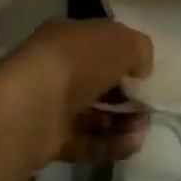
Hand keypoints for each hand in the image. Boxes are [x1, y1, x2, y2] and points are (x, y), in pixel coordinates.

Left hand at [0, 19, 153, 163]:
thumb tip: (140, 69)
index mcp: (68, 37)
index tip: (146, 73)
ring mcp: (51, 106)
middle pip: (98, 82)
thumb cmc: (78, 61)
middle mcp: (57, 69)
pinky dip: (111, 143)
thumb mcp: (122, 42)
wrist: (31, 107)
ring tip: (145, 126)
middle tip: (149, 104)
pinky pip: (87, 141)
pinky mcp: (49, 140)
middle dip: (127, 94)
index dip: (125, 56)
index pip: (100, 43)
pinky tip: (134, 143)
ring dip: (123, 121)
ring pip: (94, 114)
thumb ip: (139, 50)